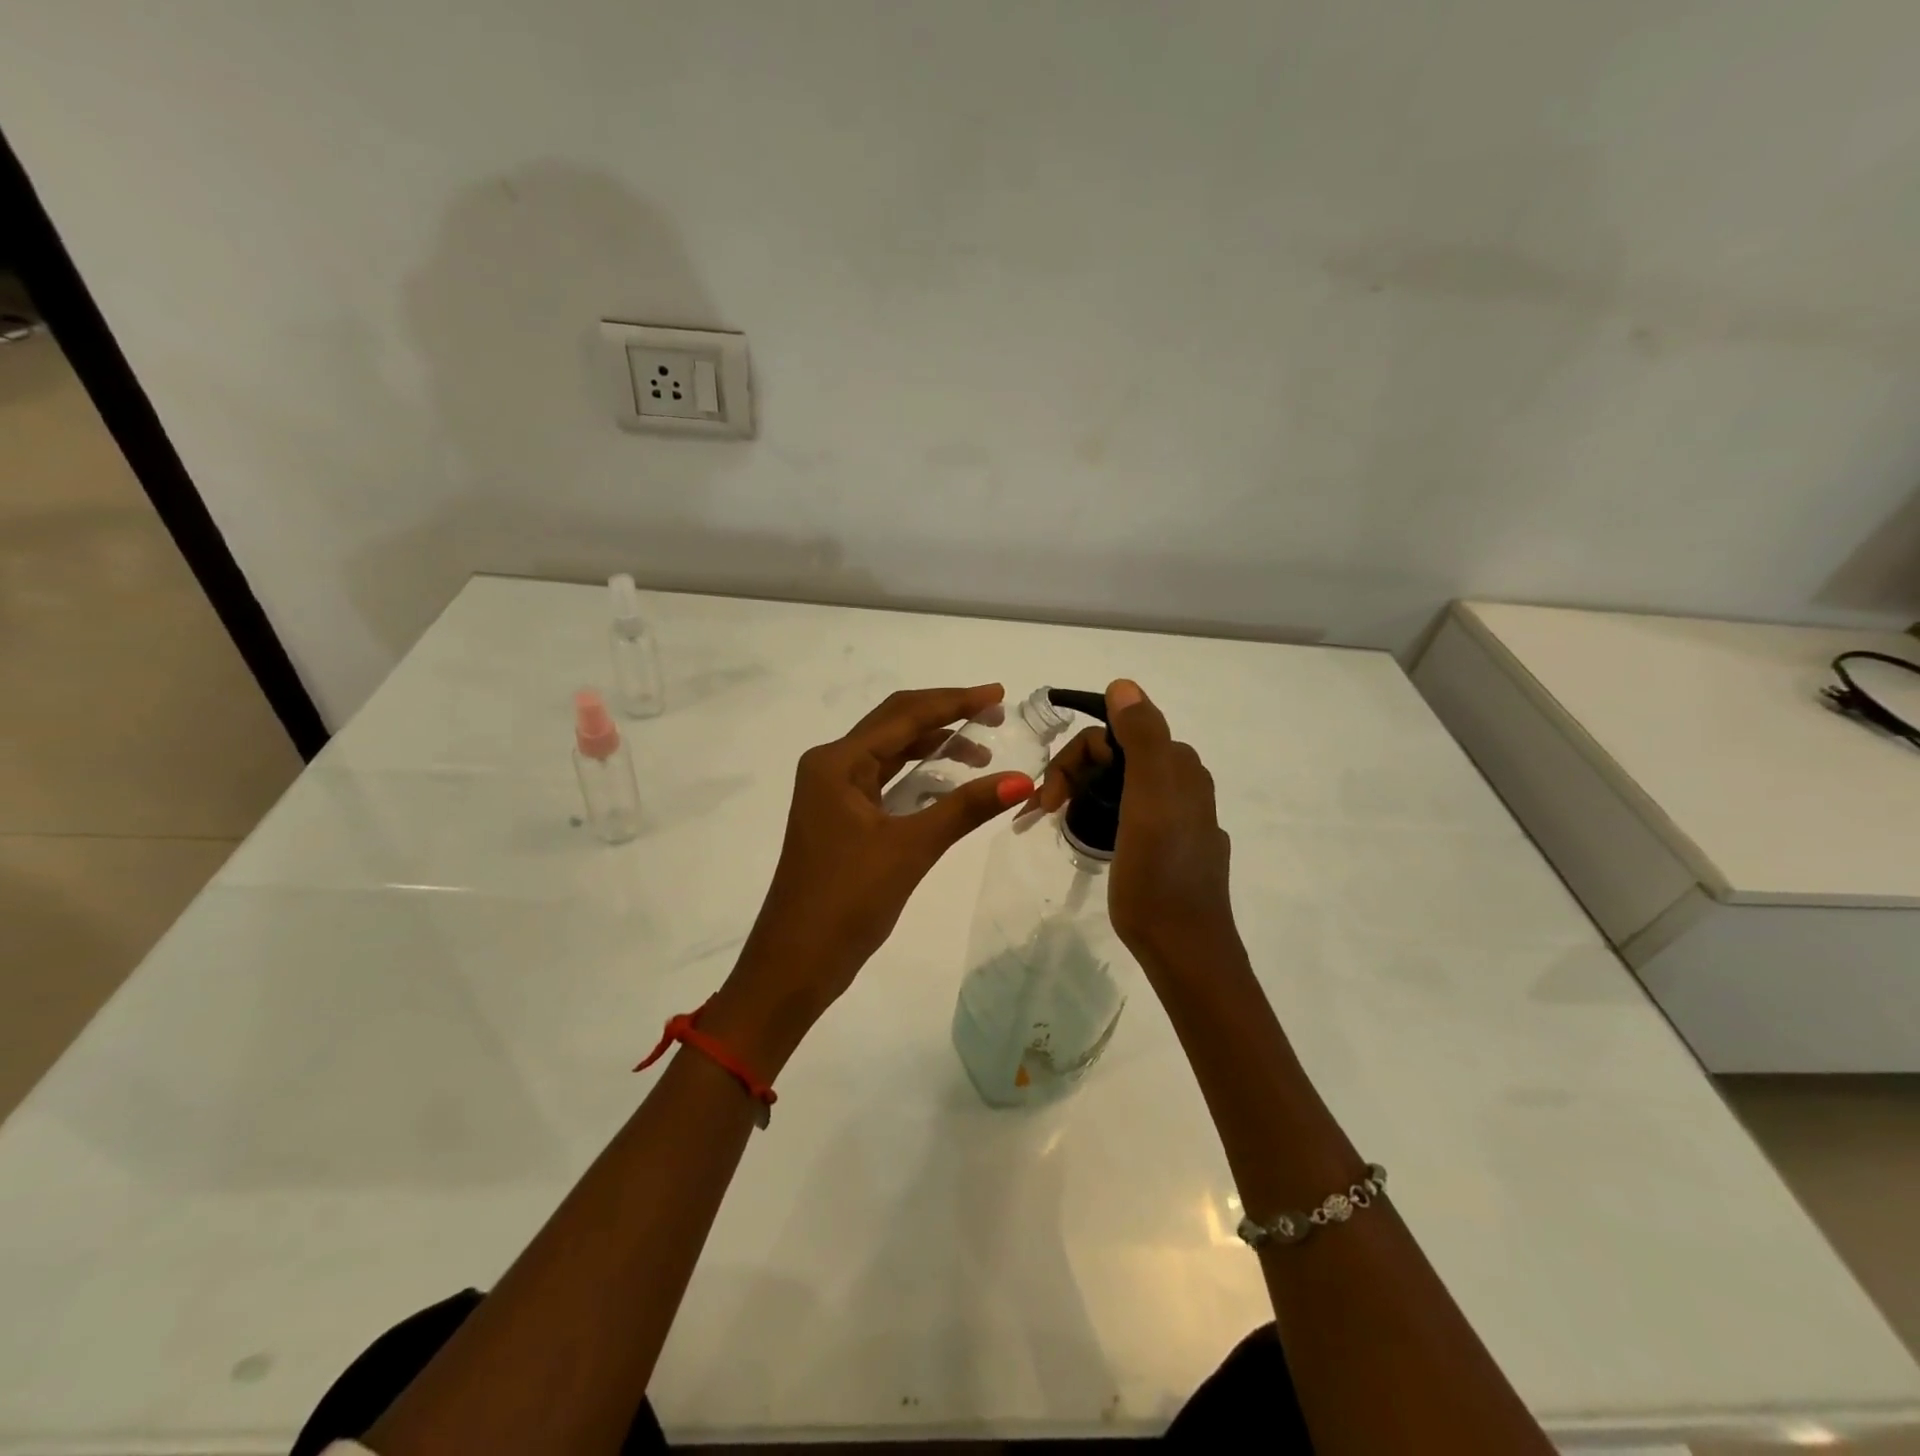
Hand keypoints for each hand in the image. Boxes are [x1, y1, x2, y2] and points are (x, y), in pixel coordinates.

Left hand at [708, 686, 1033, 1070]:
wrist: (795, 963)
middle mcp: (831, 767)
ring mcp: (832, 794)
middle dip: (945, 717)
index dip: (954, 701)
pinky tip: (948, 784)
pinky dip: (917, 778)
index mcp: (837, 762)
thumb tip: (1022, 780)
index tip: (998, 694)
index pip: (904, 715)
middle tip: (995, 714)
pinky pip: (884, 782)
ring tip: (980, 754)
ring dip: (933, 749)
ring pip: (890, 755)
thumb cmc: (846, 900)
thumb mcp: (910, 848)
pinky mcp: (840, 819)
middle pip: (895, 726)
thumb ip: (965, 808)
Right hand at [1036, 680, 1237, 970]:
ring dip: (1079, 793)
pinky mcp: (1166, 844)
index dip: (1075, 758)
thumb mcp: (1149, 799)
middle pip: (1113, 756)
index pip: (1114, 734)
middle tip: (1043, 811)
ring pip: (1116, 783)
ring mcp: (1176, 816)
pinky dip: (1096, 812)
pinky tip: (1084, 832)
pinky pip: (1124, 810)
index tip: (1049, 797)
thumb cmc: (1159, 875)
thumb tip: (1123, 685)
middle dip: (1072, 775)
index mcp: (1178, 766)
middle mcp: (1182, 783)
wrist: (1182, 946)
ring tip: (1054, 820)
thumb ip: (1142, 738)